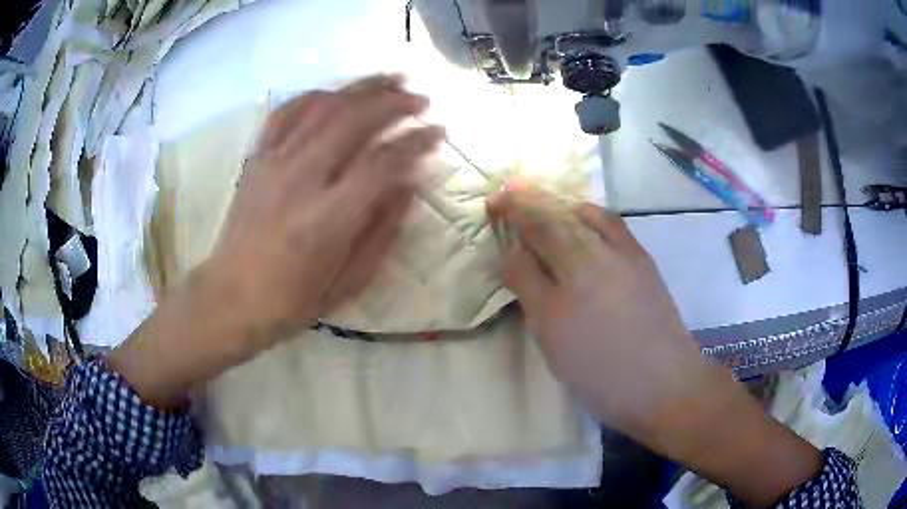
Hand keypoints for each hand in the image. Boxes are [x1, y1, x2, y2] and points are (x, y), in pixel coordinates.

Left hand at [214, 74, 444, 344]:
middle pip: (354, 120)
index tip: (438, 132)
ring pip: (323, 106)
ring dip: (361, 88)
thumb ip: (382, 230)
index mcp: (328, 219)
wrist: (230, 297)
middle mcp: (301, 179)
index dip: (416, 141)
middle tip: (421, 98)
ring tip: (390, 80)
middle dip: (394, 102)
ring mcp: (274, 163)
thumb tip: (409, 183)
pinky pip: (285, 112)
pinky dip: (314, 95)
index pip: (383, 163)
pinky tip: (334, 92)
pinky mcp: (257, 159)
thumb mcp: (348, 281)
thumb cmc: (292, 300)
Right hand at [487, 182, 820, 507]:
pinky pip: (616, 228)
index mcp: (578, 297)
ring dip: (562, 201)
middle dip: (533, 202)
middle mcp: (605, 269)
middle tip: (509, 186)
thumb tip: (528, 268)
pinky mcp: (650, 268)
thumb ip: (544, 303)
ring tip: (539, 190)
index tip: (496, 204)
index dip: (515, 221)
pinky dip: (594, 213)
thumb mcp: (568, 354)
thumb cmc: (619, 386)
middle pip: (562, 221)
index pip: (537, 242)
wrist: (678, 393)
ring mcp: (632, 264)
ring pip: (590, 217)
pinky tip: (584, 209)